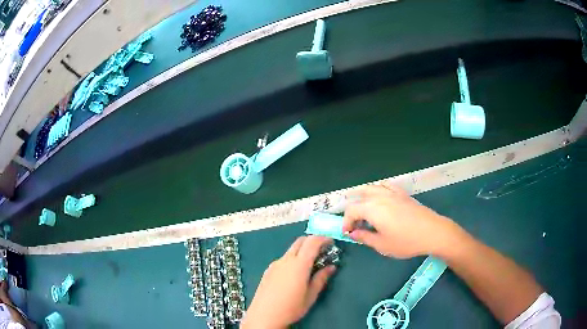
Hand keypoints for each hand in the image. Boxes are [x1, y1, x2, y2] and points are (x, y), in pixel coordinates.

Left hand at [240, 236, 335, 328]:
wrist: (264, 316)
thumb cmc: (291, 308)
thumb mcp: (310, 296)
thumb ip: (321, 279)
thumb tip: (331, 267)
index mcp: (299, 265)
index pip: (312, 242)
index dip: (323, 238)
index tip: (331, 243)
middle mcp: (285, 260)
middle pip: (300, 241)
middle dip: (313, 241)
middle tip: (322, 251)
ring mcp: (275, 264)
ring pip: (291, 250)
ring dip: (302, 251)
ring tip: (310, 265)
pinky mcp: (268, 270)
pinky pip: (283, 259)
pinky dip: (292, 259)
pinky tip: (294, 274)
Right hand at [342, 185, 464, 258]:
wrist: (432, 232)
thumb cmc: (406, 241)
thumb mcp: (382, 244)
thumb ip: (364, 237)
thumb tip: (353, 233)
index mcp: (372, 209)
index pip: (351, 210)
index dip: (346, 222)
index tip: (347, 233)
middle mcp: (380, 197)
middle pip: (359, 198)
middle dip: (353, 211)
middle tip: (355, 225)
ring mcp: (392, 193)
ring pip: (371, 188)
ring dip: (362, 198)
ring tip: (363, 210)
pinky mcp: (402, 194)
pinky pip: (385, 185)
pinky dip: (378, 189)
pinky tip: (379, 197)